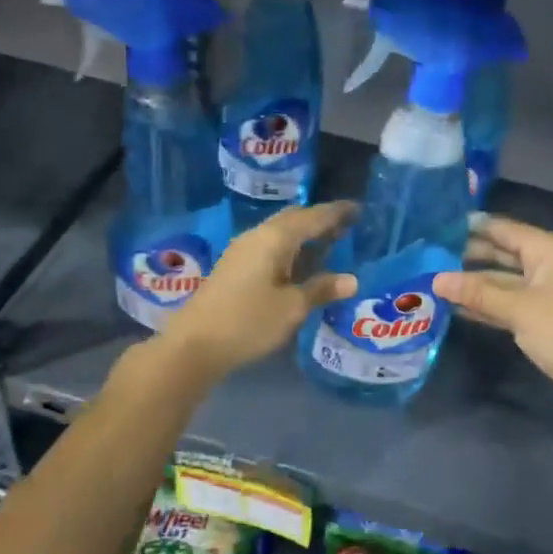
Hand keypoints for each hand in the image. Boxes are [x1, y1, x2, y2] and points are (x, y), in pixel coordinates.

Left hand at [157, 201, 357, 382]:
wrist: (194, 344)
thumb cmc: (248, 322)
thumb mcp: (291, 308)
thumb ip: (321, 289)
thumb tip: (351, 280)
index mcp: (274, 238)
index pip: (313, 217)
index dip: (336, 213)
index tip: (358, 209)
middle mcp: (257, 236)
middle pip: (293, 219)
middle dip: (319, 221)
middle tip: (345, 229)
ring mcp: (242, 251)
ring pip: (279, 233)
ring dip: (303, 236)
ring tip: (328, 246)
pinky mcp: (234, 268)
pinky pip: (269, 247)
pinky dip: (289, 250)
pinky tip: (299, 266)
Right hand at [433, 214, 552, 407]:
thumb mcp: (519, 309)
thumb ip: (477, 292)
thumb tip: (436, 280)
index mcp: (549, 250)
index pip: (504, 229)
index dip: (472, 227)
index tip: (437, 226)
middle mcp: (548, 264)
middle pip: (501, 253)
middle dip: (467, 256)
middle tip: (428, 256)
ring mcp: (544, 291)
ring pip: (501, 280)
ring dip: (472, 283)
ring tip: (434, 280)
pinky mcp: (540, 315)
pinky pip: (507, 301)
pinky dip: (485, 303)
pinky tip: (455, 306)